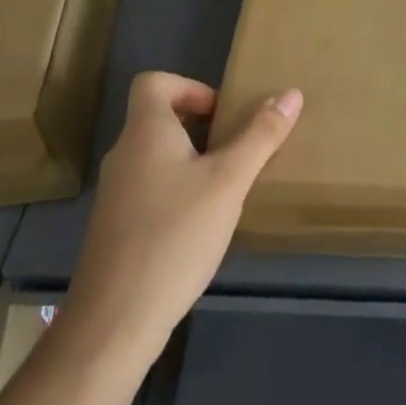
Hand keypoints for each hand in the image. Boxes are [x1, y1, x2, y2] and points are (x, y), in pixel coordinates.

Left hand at [60, 72, 301, 368]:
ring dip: (192, 161)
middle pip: (158, 118)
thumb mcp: (229, 181)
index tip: (222, 115)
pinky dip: (177, 192)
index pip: (153, 82)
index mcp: (145, 132)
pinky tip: (201, 226)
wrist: (114, 322)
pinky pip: (150, 189)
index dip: (190, 87)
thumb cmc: (175, 235)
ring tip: (226, 188)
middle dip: (201, 126)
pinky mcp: (115, 228)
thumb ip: (260, 136)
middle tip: (235, 151)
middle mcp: (124, 155)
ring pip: (156, 156)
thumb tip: (291, 94)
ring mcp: (115, 194)